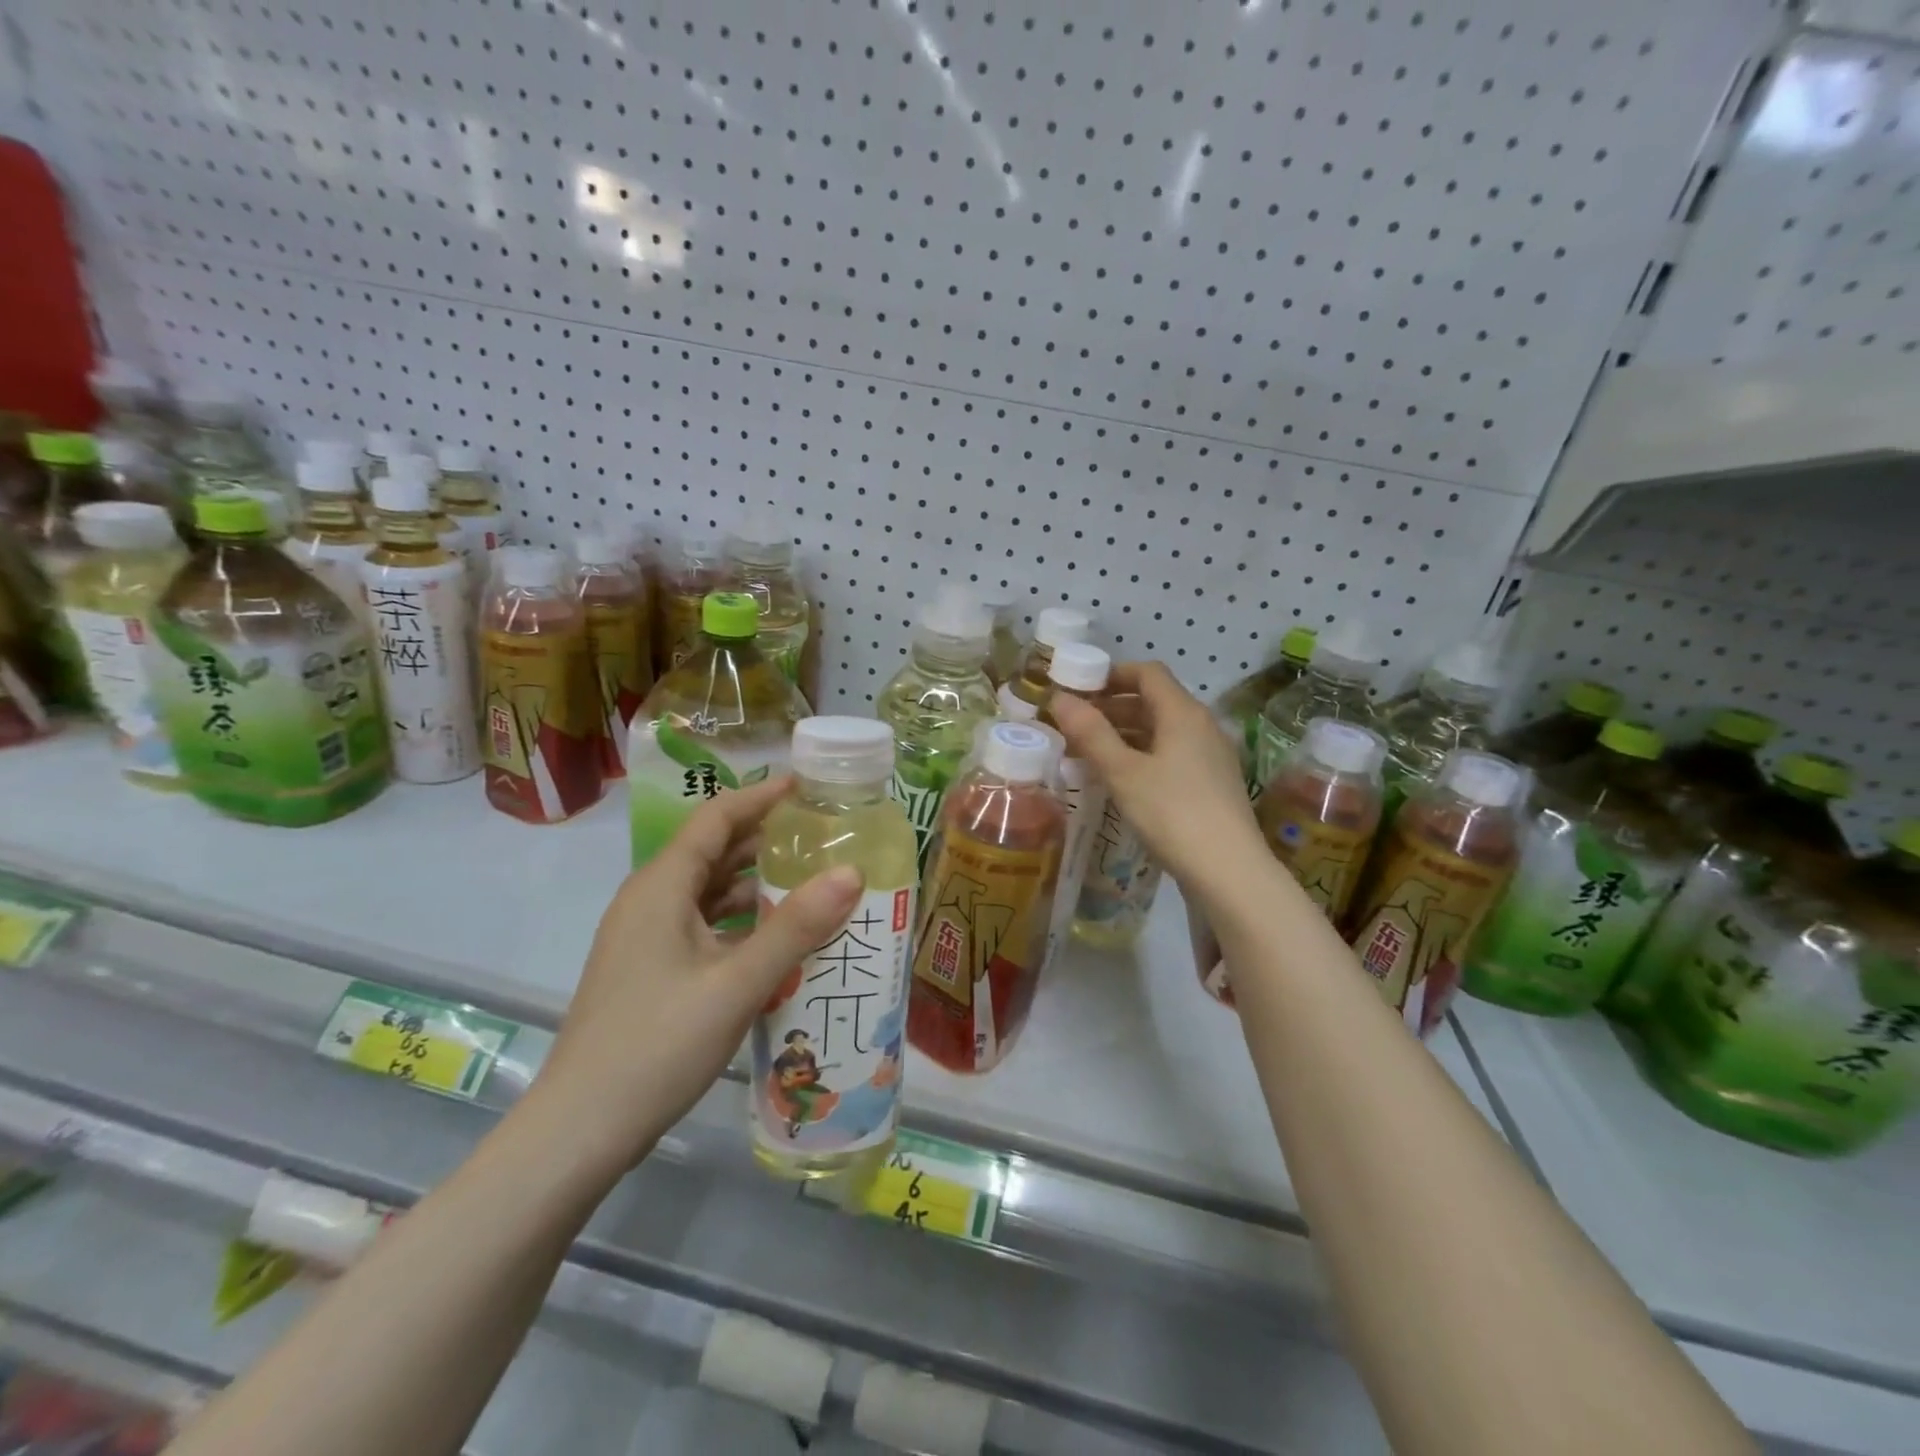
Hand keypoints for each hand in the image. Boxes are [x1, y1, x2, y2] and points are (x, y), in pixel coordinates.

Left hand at [535, 776, 863, 1172]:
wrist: (578, 1132)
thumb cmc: (657, 1046)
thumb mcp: (736, 983)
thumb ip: (795, 927)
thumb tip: (851, 871)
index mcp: (662, 886)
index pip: (716, 817)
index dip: (762, 796)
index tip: (809, 788)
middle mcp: (650, 900)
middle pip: (714, 850)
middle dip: (768, 839)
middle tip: (826, 837)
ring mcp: (647, 938)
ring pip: (709, 891)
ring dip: (757, 883)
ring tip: (814, 882)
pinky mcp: (650, 970)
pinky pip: (704, 926)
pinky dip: (741, 921)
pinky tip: (779, 940)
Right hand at [1048, 661, 1264, 888]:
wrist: (1229, 871)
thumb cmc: (1172, 813)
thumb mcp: (1123, 772)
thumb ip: (1091, 733)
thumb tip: (1060, 698)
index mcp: (1183, 713)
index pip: (1147, 673)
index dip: (1111, 674)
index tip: (1077, 687)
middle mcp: (1202, 726)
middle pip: (1153, 701)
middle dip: (1112, 707)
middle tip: (1074, 724)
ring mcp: (1210, 756)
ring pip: (1161, 731)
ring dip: (1124, 734)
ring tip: (1087, 753)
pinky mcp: (1211, 784)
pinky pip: (1171, 755)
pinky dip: (1141, 756)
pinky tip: (1119, 779)